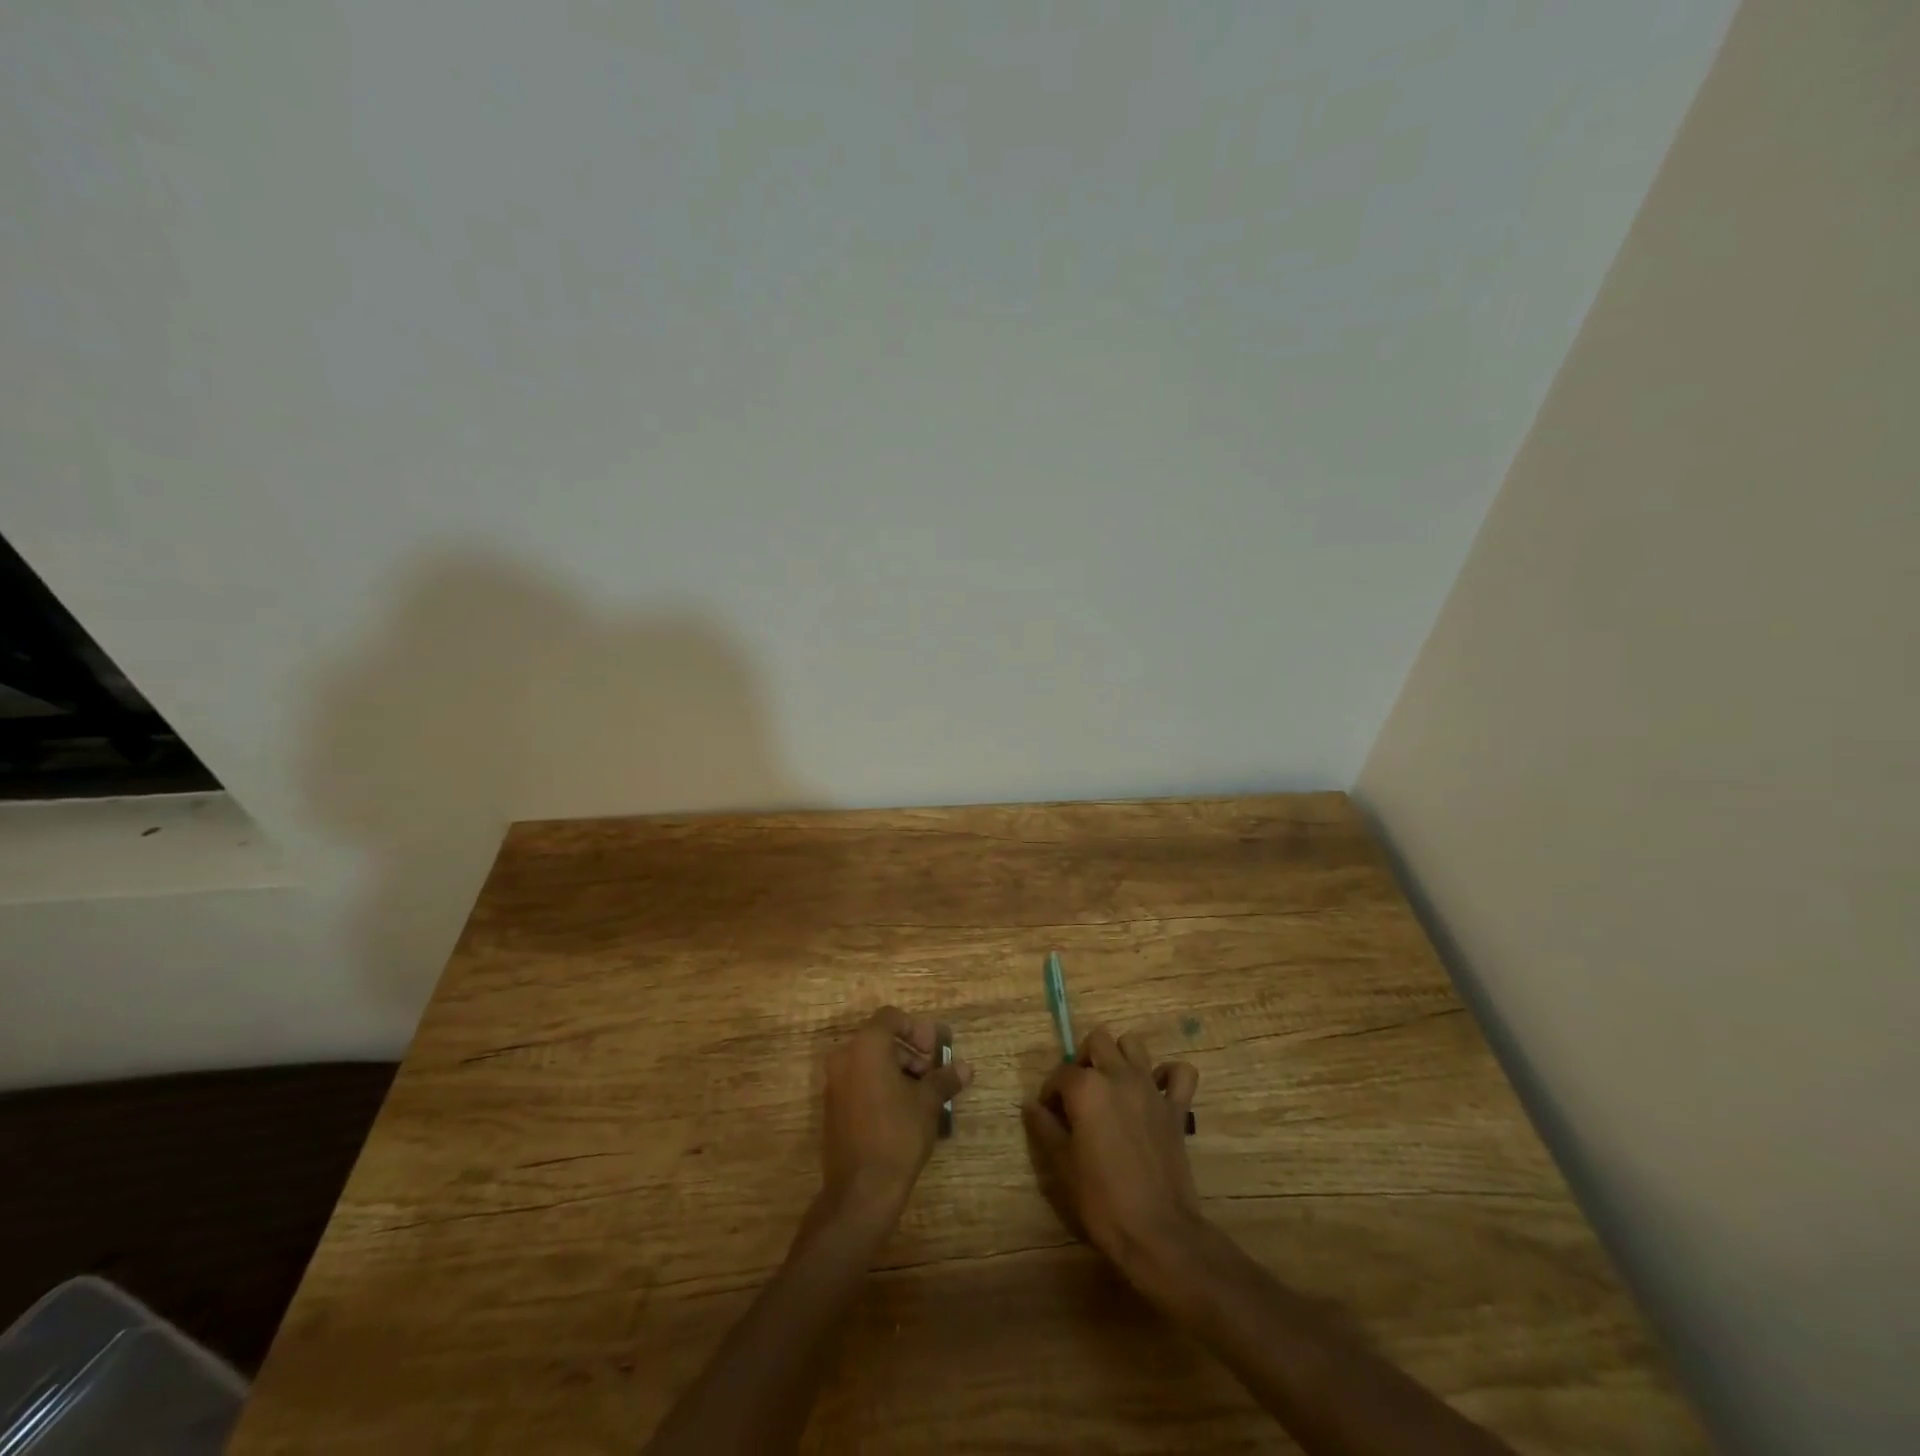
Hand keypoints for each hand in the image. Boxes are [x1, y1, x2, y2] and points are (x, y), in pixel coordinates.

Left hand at [822, 1006, 971, 1214]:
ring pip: (869, 1062)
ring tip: (921, 1097)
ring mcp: (834, 1083)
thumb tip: (965, 1068)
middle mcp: (844, 1057)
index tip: (934, 1052)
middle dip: (910, 1053)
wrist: (861, 1190)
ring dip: (897, 1071)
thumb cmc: (897, 1134)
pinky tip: (902, 1112)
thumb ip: (945, 1079)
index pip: (891, 1017)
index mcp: (866, 1046)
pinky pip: (859, 1082)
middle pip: (880, 1039)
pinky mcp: (832, 1108)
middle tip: (932, 1076)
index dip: (916, 1030)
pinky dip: (880, 1086)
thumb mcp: (928, 1103)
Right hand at [1022, 1025, 1201, 1271]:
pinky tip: (1157, 1090)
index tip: (1050, 1114)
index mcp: (1086, 1088)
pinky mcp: (1176, 1107)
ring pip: (1134, 1045)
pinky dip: (1169, 1075)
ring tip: (1113, 1085)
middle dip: (1085, 1059)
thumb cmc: (1102, 1200)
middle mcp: (1118, 1076)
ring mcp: (1150, 1089)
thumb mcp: (1062, 1165)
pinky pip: (1181, 1073)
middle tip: (1080, 1092)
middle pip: (1098, 1041)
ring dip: (1121, 1057)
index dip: (1051, 1092)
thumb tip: (1031, 1106)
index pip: (1061, 1073)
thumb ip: (1046, 1128)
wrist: (1157, 1232)